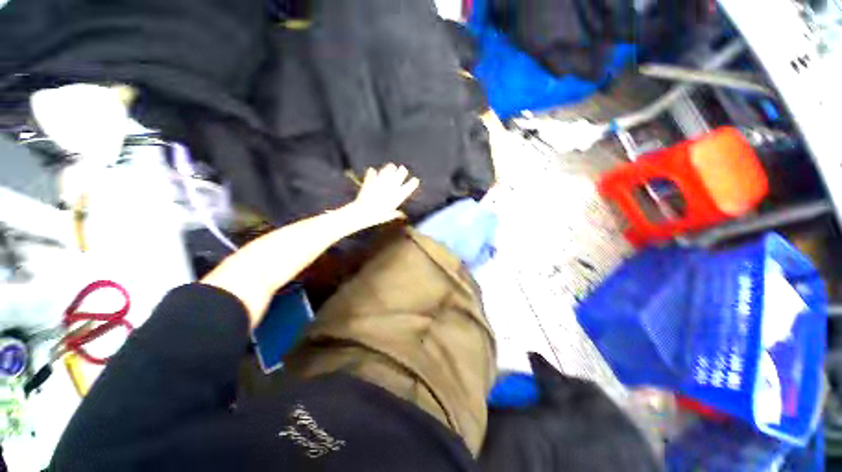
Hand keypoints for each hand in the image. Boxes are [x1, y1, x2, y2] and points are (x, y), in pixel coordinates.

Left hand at [343, 164, 419, 230]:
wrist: (363, 212)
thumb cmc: (377, 216)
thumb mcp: (389, 216)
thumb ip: (396, 214)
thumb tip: (403, 215)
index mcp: (398, 195)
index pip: (410, 185)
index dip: (414, 182)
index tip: (415, 180)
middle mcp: (391, 186)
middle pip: (401, 173)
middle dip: (402, 171)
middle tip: (402, 170)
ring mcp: (381, 181)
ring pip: (389, 169)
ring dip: (390, 168)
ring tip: (391, 166)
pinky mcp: (371, 180)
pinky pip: (372, 172)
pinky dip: (372, 172)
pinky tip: (373, 171)